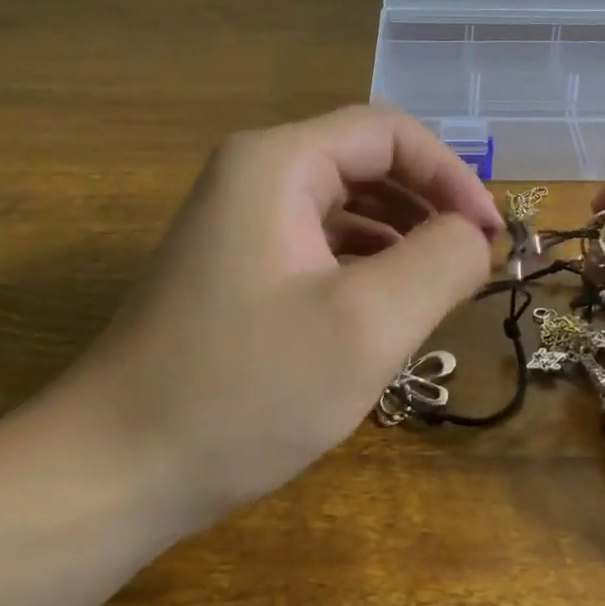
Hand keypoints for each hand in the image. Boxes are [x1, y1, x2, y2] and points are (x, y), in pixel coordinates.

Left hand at [33, 106, 501, 533]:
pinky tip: (386, 312)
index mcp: (278, 164)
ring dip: (402, 239)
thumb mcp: (367, 325)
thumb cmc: (244, 392)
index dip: (453, 176)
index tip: (491, 239)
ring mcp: (239, 225)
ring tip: (439, 292)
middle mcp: (254, 177)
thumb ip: (441, 262)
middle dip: (430, 207)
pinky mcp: (237, 271)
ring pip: (347, 208)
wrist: (113, 472)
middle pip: (368, 164)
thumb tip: (474, 236)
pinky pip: (320, 247)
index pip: (391, 133)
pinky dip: (366, 268)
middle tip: (473, 266)